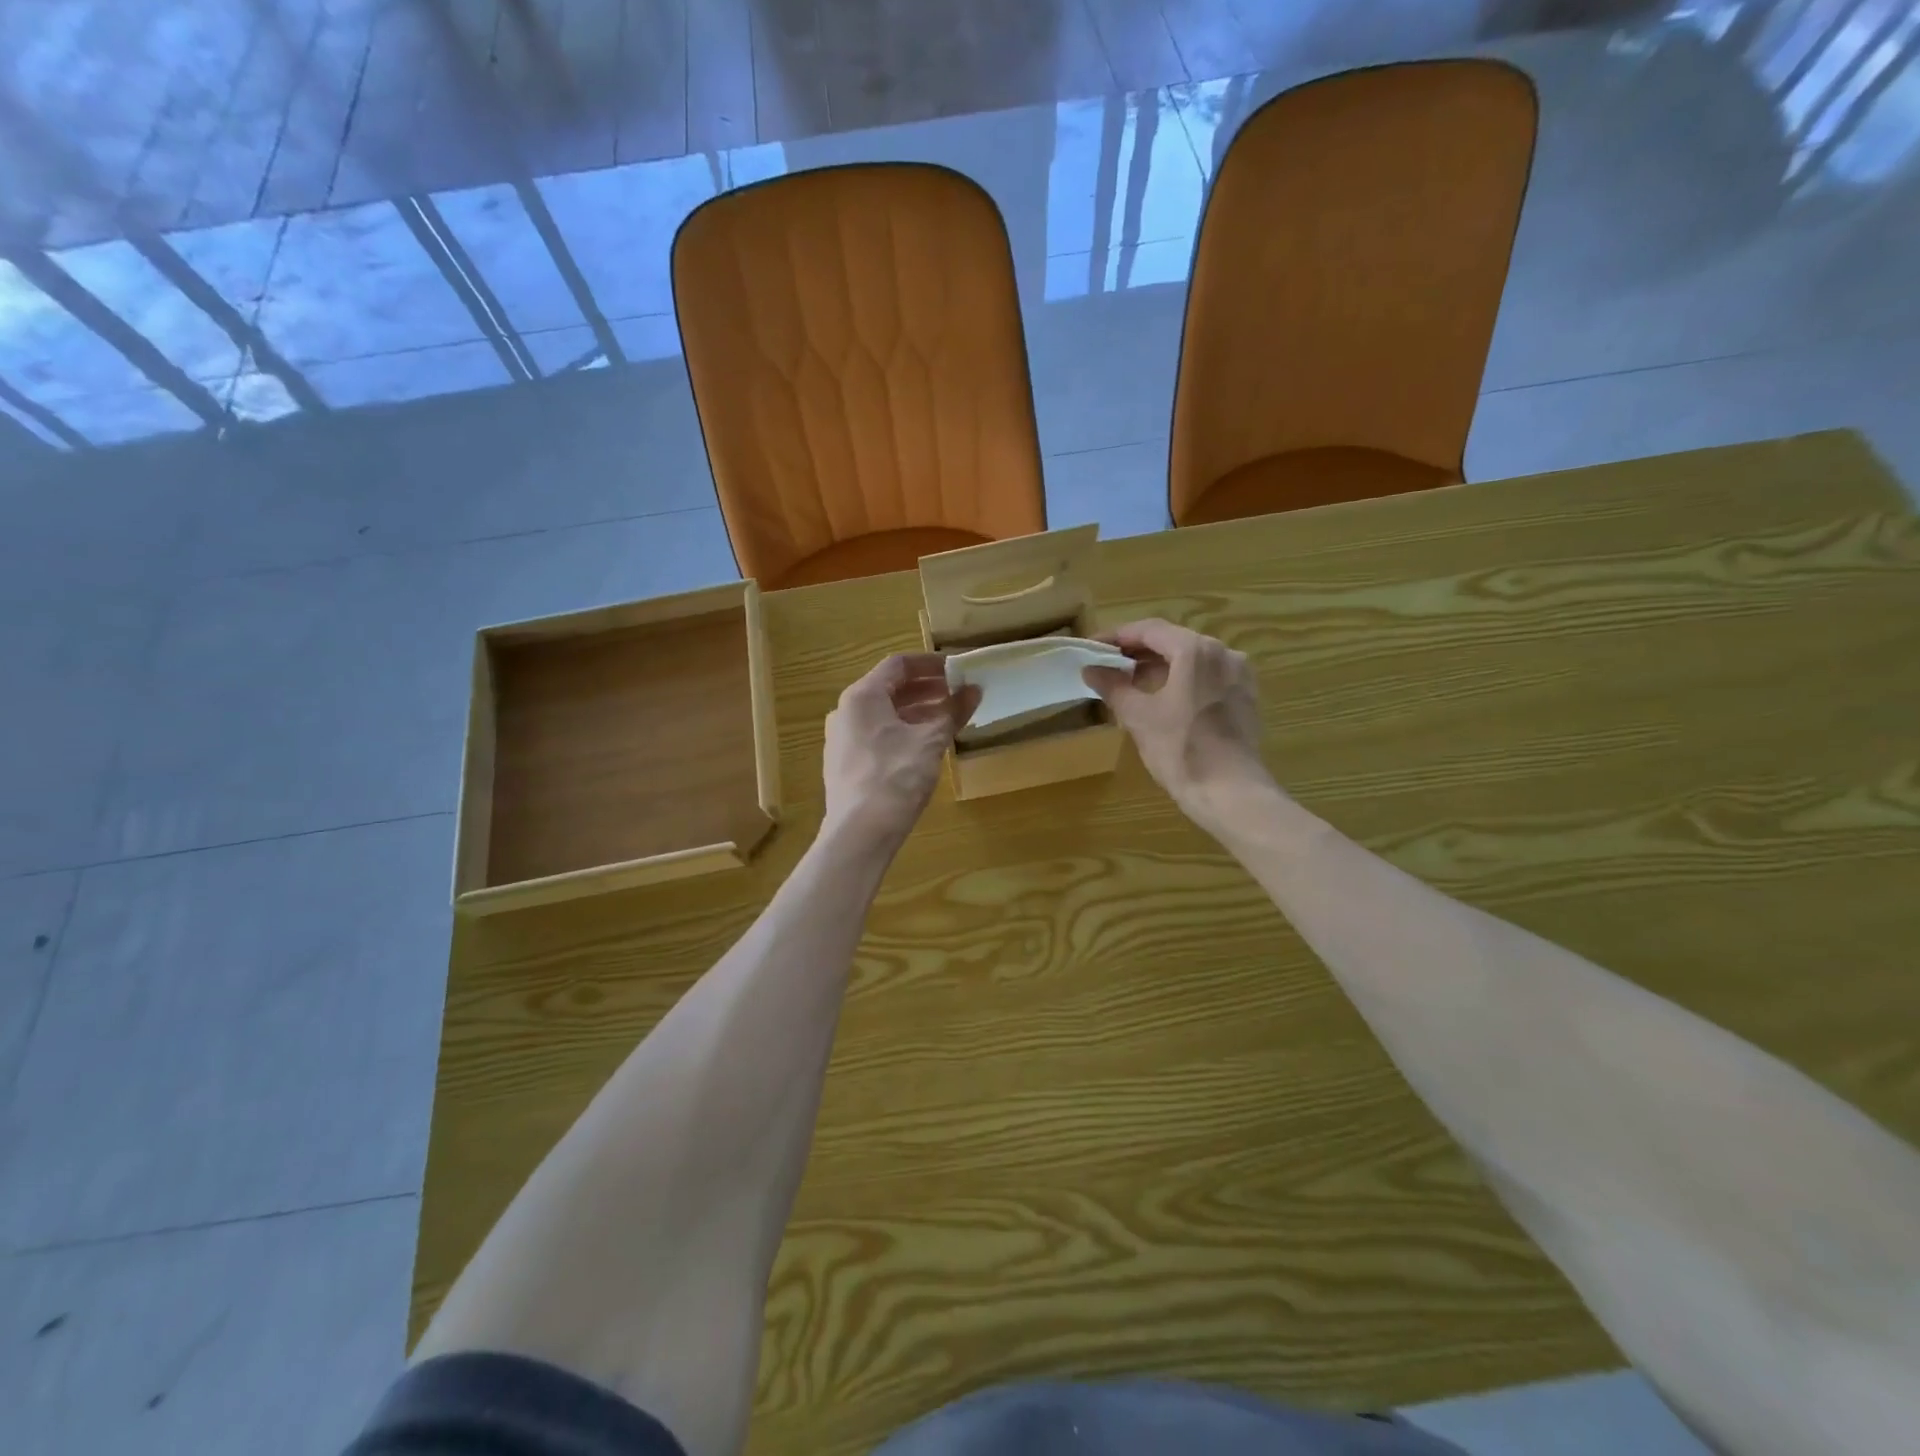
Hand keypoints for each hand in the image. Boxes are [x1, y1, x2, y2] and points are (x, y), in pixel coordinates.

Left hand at [822, 654, 978, 852]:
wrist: (860, 833)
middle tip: (959, 693)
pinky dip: (903, 732)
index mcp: (862, 696)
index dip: (931, 664)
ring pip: (884, 714)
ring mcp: (842, 739)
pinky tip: (926, 746)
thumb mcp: (931, 741)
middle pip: (890, 688)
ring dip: (917, 712)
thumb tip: (974, 690)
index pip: (898, 665)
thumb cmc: (896, 777)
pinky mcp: (846, 764)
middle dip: (927, 689)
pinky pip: (877, 735)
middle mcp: (846, 712)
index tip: (959, 669)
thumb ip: (952, 712)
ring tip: (948, 719)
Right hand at [1083, 619, 1273, 829]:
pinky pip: (1208, 677)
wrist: (1231, 793)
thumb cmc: (1181, 750)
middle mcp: (1223, 653)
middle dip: (1138, 651)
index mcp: (1195, 650)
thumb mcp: (1139, 717)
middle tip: (1107, 665)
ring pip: (1191, 659)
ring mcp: (1239, 675)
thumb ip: (1113, 686)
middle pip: (1173, 641)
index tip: (1093, 647)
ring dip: (1160, 666)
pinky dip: (1183, 680)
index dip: (1117, 636)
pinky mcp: (1245, 697)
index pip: (1149, 630)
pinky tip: (1164, 699)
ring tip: (1130, 683)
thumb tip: (1091, 669)